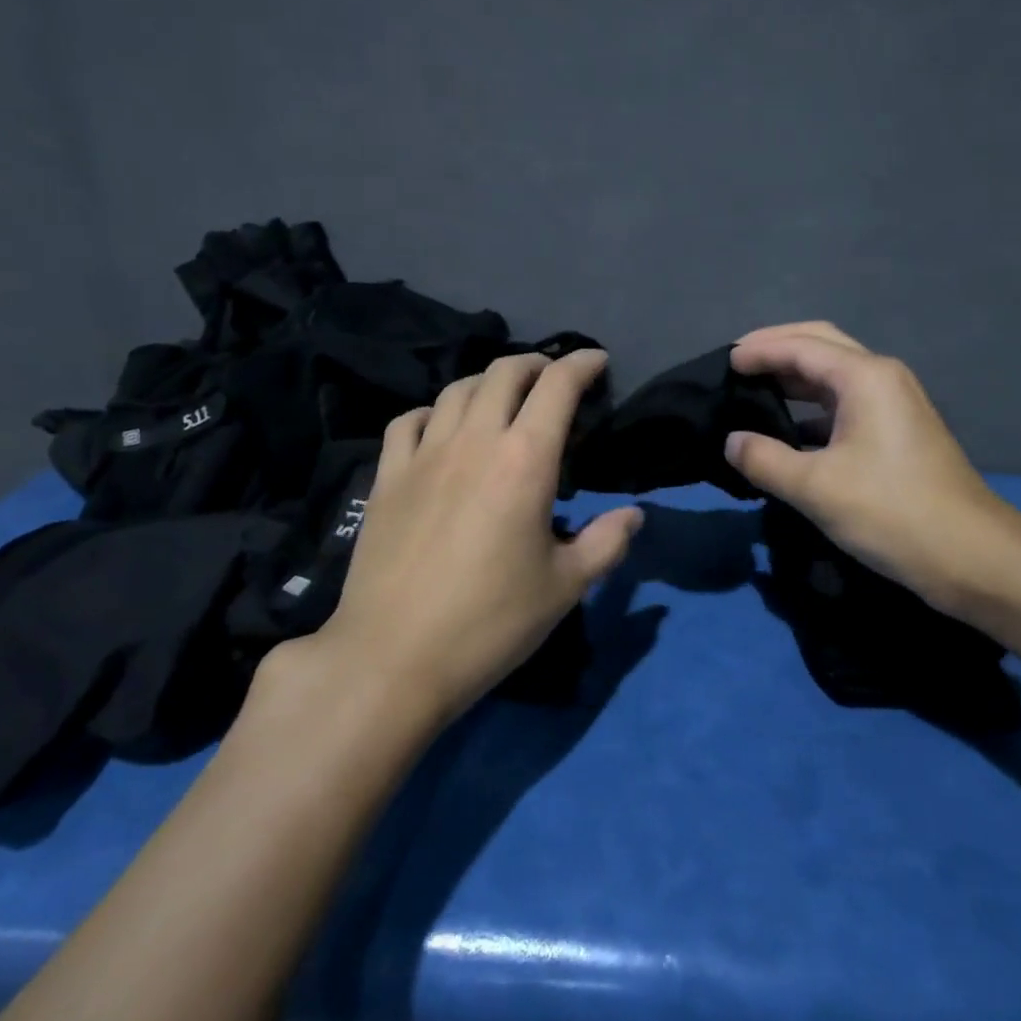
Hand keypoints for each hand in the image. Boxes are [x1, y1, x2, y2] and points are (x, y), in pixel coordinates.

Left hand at [266, 350, 642, 724]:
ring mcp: (423, 455)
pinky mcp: (386, 477)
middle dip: (535, 363)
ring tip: (503, 398)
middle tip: (553, 377)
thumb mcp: (564, 587)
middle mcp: (474, 441)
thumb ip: (606, 543)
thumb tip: (634, 514)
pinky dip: (433, 411)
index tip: (598, 362)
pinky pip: (408, 420)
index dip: (581, 364)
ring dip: (488, 381)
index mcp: (525, 461)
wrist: (392, 658)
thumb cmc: (490, 622)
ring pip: (457, 390)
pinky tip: (440, 428)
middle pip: (504, 373)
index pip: (557, 386)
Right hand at [726, 322, 1020, 615]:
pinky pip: (845, 402)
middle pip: (821, 344)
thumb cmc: (892, 512)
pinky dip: (811, 406)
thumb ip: (764, 459)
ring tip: (754, 390)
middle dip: (777, 348)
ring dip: (794, 376)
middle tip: (737, 364)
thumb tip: (731, 442)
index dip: (758, 351)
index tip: (722, 364)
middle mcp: (882, 377)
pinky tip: (788, 430)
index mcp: (864, 377)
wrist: (972, 557)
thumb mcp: (816, 488)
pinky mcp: (897, 431)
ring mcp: (894, 403)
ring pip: (834, 373)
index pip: (800, 346)